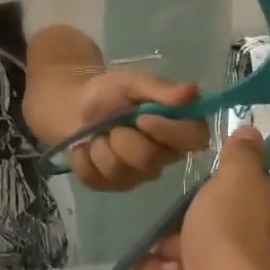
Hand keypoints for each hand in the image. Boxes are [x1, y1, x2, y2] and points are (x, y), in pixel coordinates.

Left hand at [66, 70, 210, 192]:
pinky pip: (96, 180)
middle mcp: (164, 157)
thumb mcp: (132, 82)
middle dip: (123, 137)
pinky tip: (85, 147)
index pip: (195, 139)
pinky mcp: (111, 186)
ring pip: (120, 171)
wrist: (74, 106)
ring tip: (98, 133)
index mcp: (178, 129)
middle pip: (149, 159)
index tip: (142, 117)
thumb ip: (160, 89)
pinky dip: (83, 159)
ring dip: (100, 147)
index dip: (169, 131)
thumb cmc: (110, 92)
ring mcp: (138, 176)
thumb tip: (192, 92)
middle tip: (113, 123)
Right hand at [132, 126, 269, 269]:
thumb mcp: (240, 180)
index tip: (202, 182)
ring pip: (169, 246)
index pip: (240, 187)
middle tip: (180, 224)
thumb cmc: (233, 236)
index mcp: (266, 213)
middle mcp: (244, 244)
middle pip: (195, 217)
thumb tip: (253, 131)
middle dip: (178, 222)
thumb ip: (242, 155)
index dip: (219, 185)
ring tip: (175, 265)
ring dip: (163, 252)